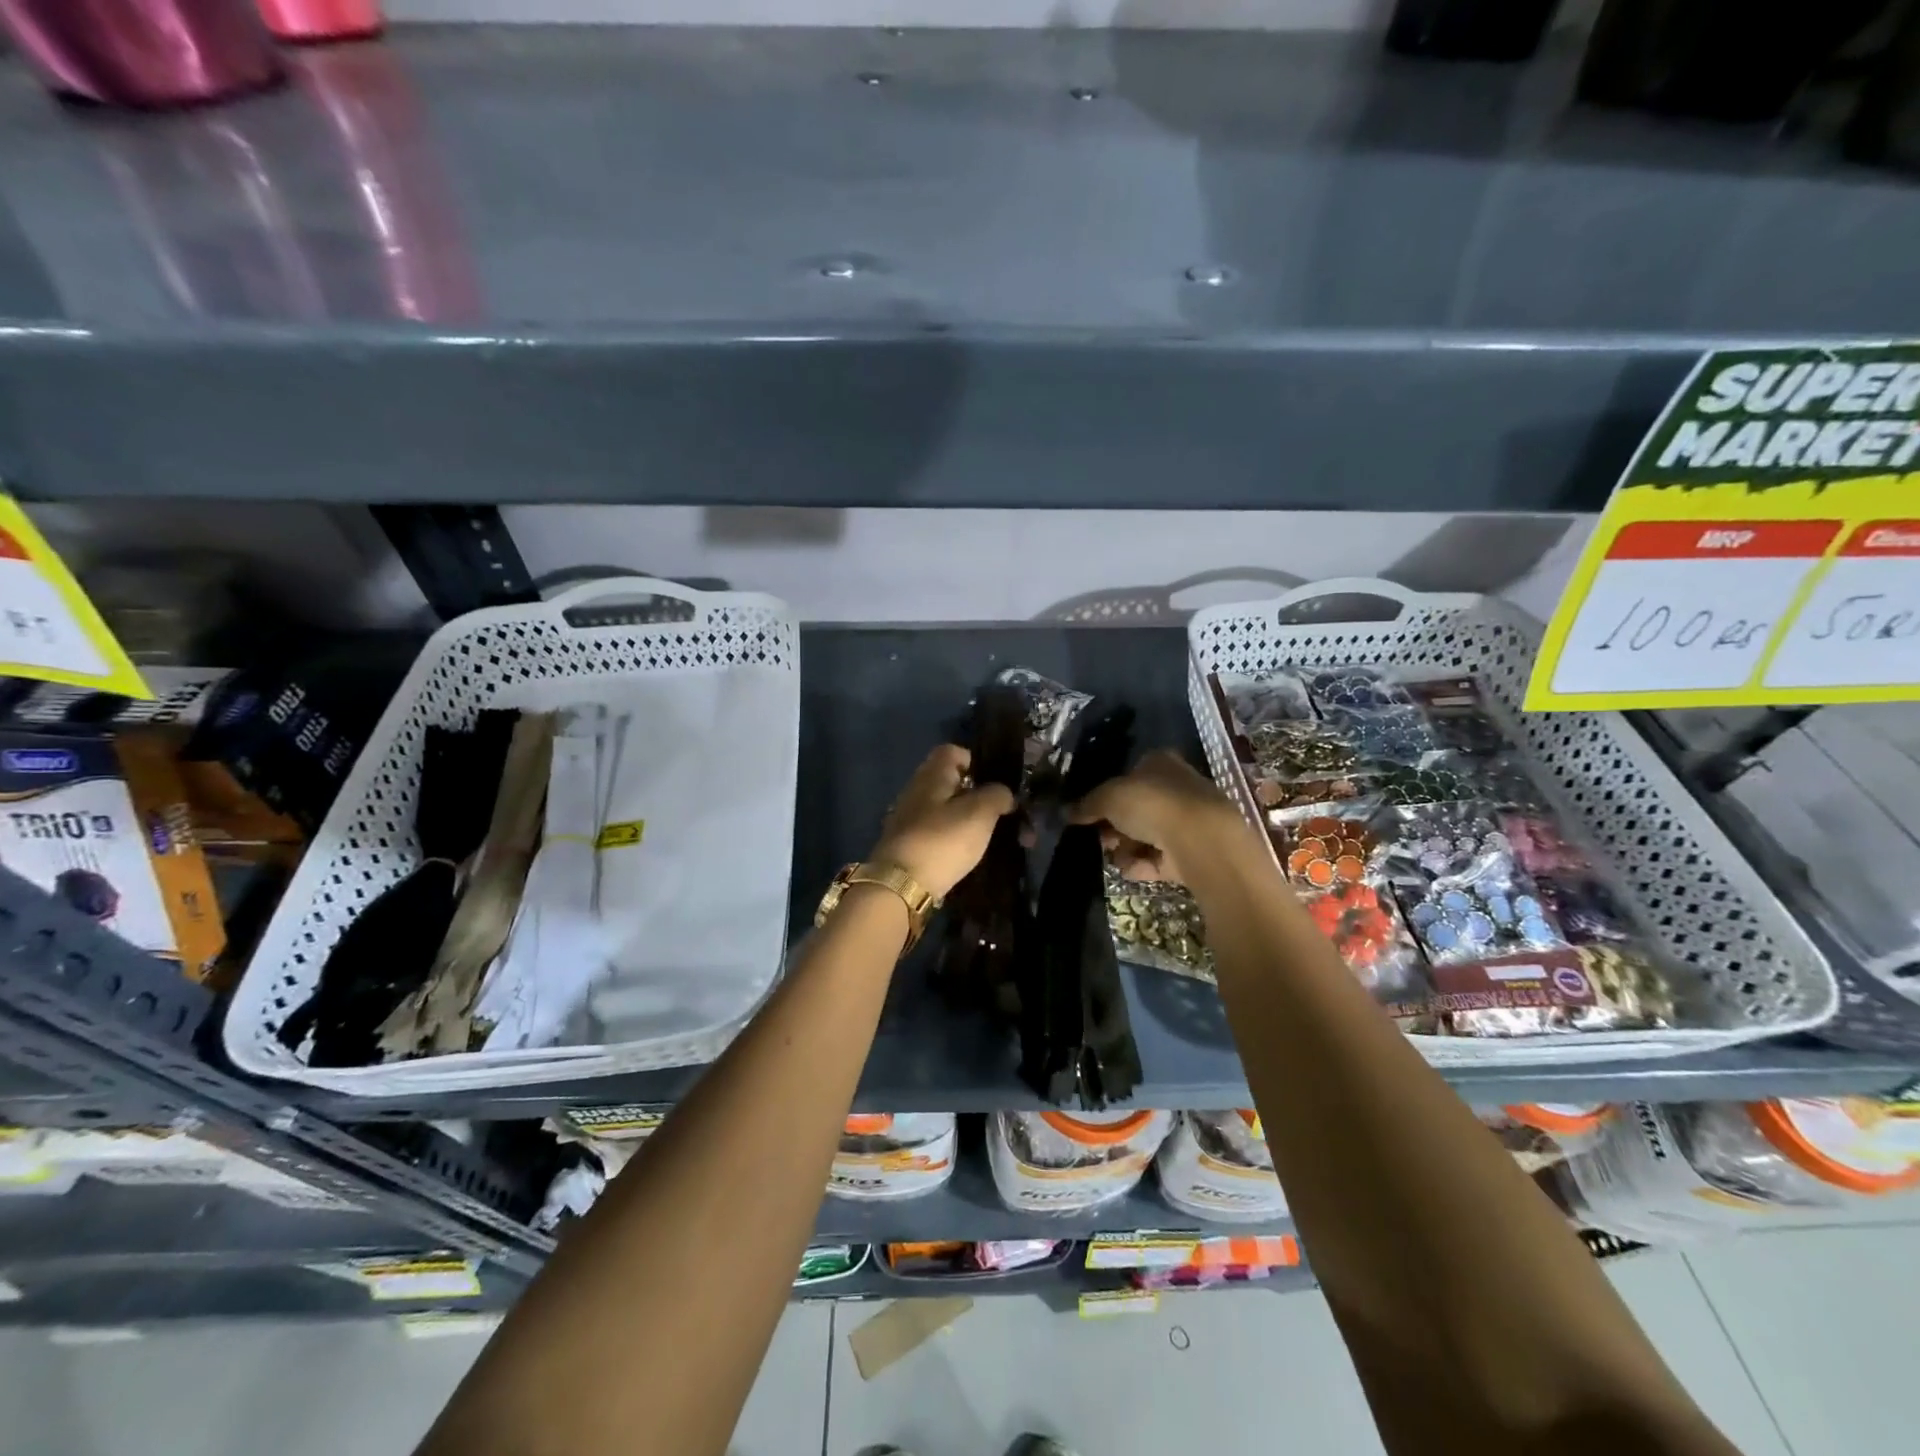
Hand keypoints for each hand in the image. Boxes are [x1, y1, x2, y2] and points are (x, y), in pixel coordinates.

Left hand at [870, 745, 1016, 900]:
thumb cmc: (943, 840)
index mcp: (932, 774)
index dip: (975, 761)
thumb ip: (997, 795)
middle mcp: (916, 790)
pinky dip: (953, 840)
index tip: (995, 782)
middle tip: (999, 813)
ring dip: (966, 820)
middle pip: (949, 782)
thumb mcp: (980, 813)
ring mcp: (908, 819)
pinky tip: (966, 855)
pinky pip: (936, 833)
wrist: (900, 885)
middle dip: (976, 796)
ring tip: (989, 838)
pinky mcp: (907, 845)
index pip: (952, 751)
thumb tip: (1003, 793)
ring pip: (944, 810)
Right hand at [1067, 750, 1243, 883]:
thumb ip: (1087, 804)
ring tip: (1114, 856)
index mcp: (1160, 763)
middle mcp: (1176, 787)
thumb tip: (1066, 812)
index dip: (1107, 794)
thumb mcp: (1109, 797)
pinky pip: (1159, 858)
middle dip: (1115, 825)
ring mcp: (1186, 821)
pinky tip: (1131, 868)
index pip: (1129, 774)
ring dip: (1126, 847)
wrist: (1200, 840)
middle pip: (1136, 808)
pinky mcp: (1192, 851)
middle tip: (1100, 837)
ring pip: (1146, 835)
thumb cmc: (1152, 803)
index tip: (1089, 812)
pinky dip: (1143, 864)